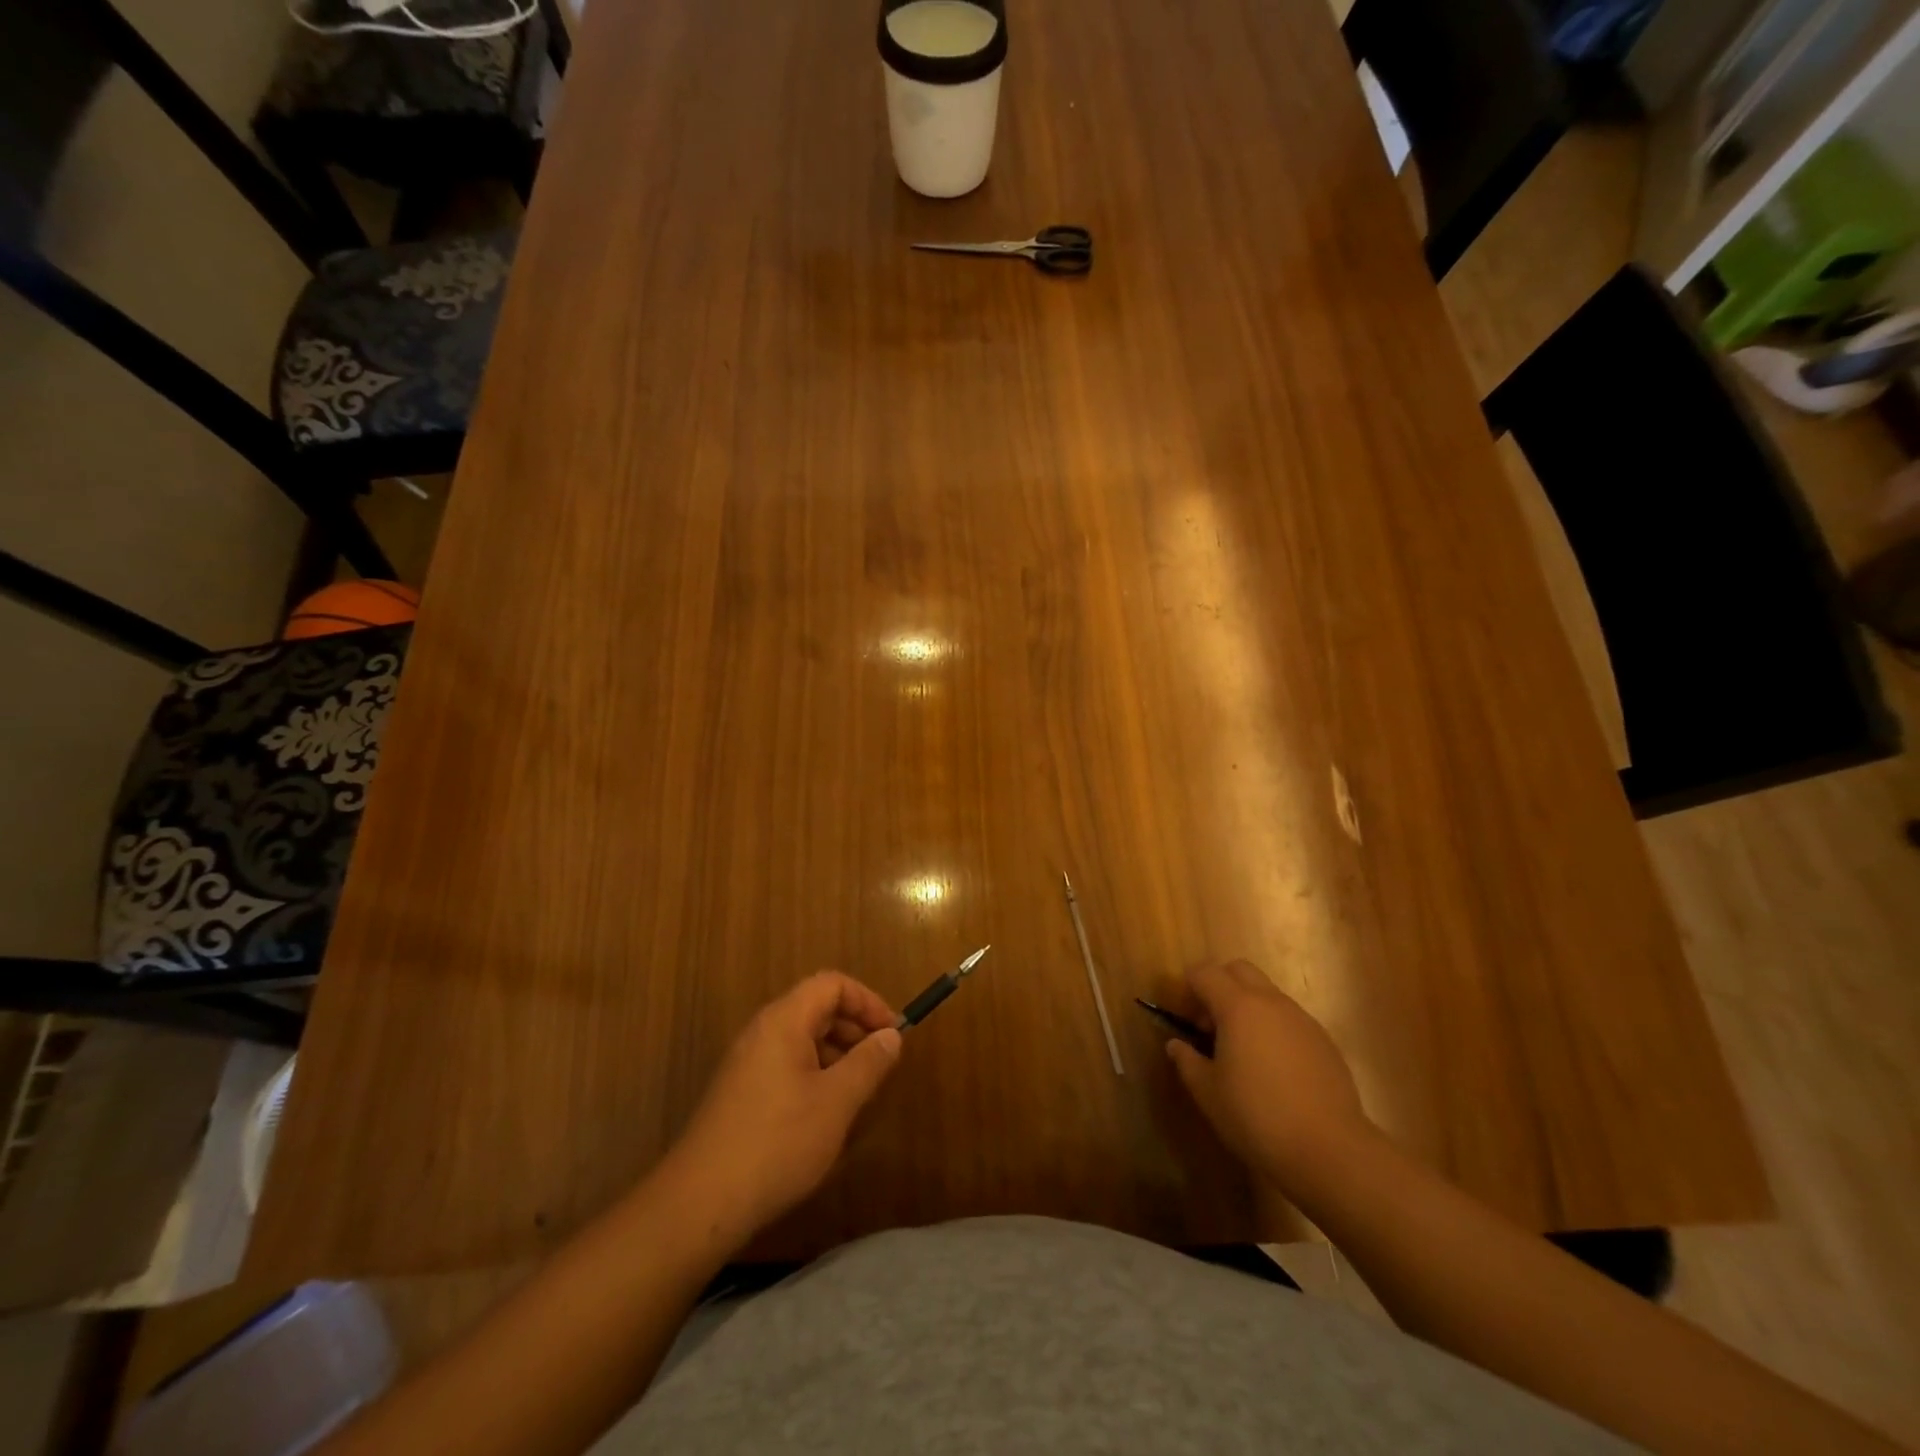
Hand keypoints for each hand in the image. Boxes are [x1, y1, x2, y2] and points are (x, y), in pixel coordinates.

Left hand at [662, 973, 902, 1242]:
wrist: (700, 1203)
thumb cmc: (778, 1142)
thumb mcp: (836, 1102)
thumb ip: (868, 1063)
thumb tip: (891, 1036)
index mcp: (784, 1021)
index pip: (832, 984)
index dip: (867, 1001)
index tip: (892, 1033)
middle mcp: (762, 1031)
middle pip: (816, 1008)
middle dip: (854, 1028)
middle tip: (881, 1063)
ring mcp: (747, 1062)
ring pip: (802, 1039)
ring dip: (837, 1054)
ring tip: (859, 1092)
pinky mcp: (740, 1092)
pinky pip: (786, 1064)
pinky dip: (815, 1074)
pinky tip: (826, 1114)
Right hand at [1165, 961, 1376, 1192]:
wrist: (1330, 1150)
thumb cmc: (1256, 1117)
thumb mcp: (1208, 1093)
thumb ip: (1187, 1061)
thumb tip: (1176, 1044)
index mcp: (1238, 1007)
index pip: (1205, 973)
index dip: (1188, 987)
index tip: (1184, 1016)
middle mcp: (1271, 1002)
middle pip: (1239, 970)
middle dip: (1219, 986)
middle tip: (1211, 1025)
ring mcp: (1302, 1020)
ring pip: (1267, 994)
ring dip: (1248, 1007)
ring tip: (1242, 1051)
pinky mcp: (1324, 1041)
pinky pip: (1290, 1019)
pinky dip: (1273, 1028)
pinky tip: (1274, 1069)